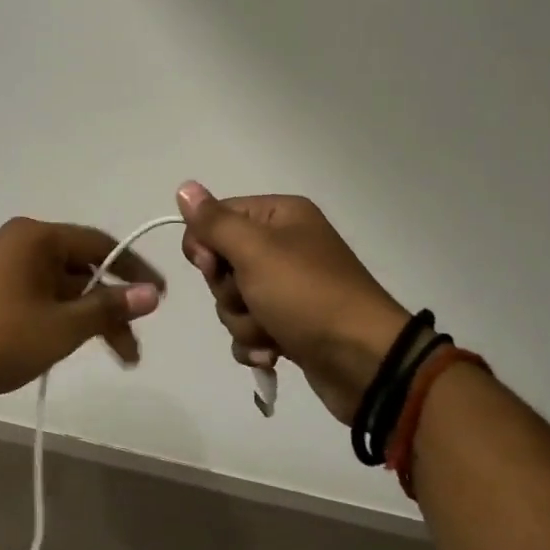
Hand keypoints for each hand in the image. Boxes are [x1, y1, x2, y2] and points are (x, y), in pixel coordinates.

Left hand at [0, 218, 165, 397]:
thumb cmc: (3, 335)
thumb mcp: (63, 326)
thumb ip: (109, 307)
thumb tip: (151, 295)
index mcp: (37, 237)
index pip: (100, 245)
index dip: (133, 271)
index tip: (159, 298)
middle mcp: (20, 241)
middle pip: (81, 268)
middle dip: (110, 307)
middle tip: (132, 348)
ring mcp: (1, 264)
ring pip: (60, 286)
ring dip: (87, 317)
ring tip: (112, 356)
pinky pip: (38, 294)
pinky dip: (60, 315)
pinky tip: (72, 342)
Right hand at [177, 182, 409, 424]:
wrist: (365, 362)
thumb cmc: (307, 295)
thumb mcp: (255, 251)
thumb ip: (214, 222)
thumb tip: (184, 187)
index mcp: (281, 216)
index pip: (217, 217)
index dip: (205, 244)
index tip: (212, 264)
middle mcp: (284, 245)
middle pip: (222, 262)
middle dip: (228, 290)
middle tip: (252, 299)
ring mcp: (288, 288)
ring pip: (232, 300)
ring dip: (243, 321)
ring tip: (271, 332)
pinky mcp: (289, 325)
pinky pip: (249, 329)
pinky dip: (255, 343)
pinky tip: (273, 353)